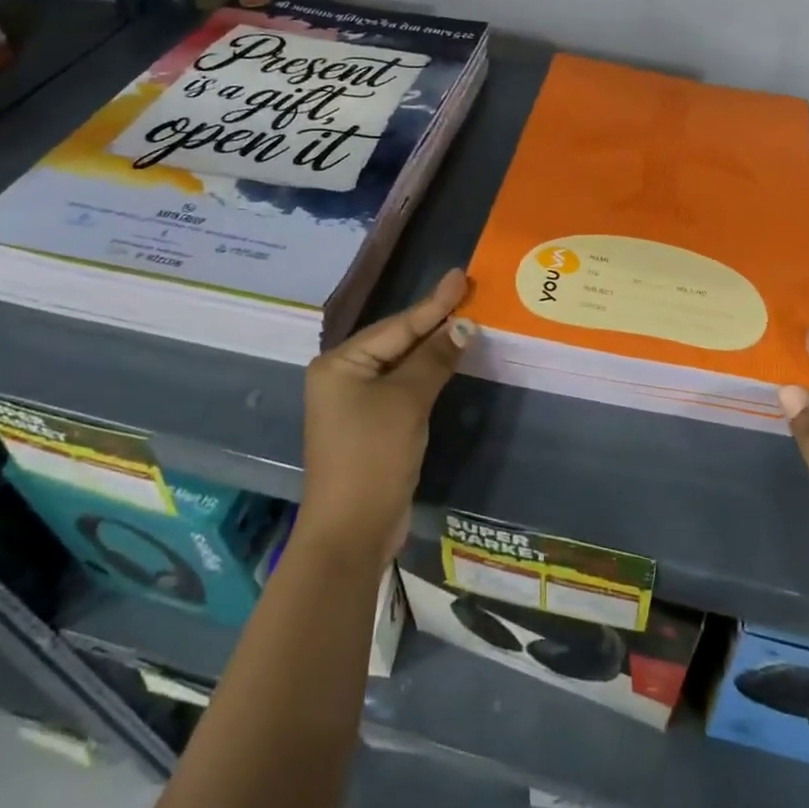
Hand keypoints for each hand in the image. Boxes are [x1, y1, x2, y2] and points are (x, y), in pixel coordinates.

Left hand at [301, 269, 471, 563]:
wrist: (352, 531)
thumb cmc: (373, 456)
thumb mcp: (407, 402)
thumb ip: (434, 359)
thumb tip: (463, 326)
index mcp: (340, 364)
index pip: (397, 326)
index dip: (434, 302)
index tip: (461, 276)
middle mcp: (342, 377)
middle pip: (397, 340)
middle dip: (433, 321)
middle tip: (468, 292)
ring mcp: (355, 402)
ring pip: (402, 364)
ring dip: (433, 347)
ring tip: (464, 319)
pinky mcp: (371, 424)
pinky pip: (403, 386)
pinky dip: (427, 373)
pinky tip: (449, 359)